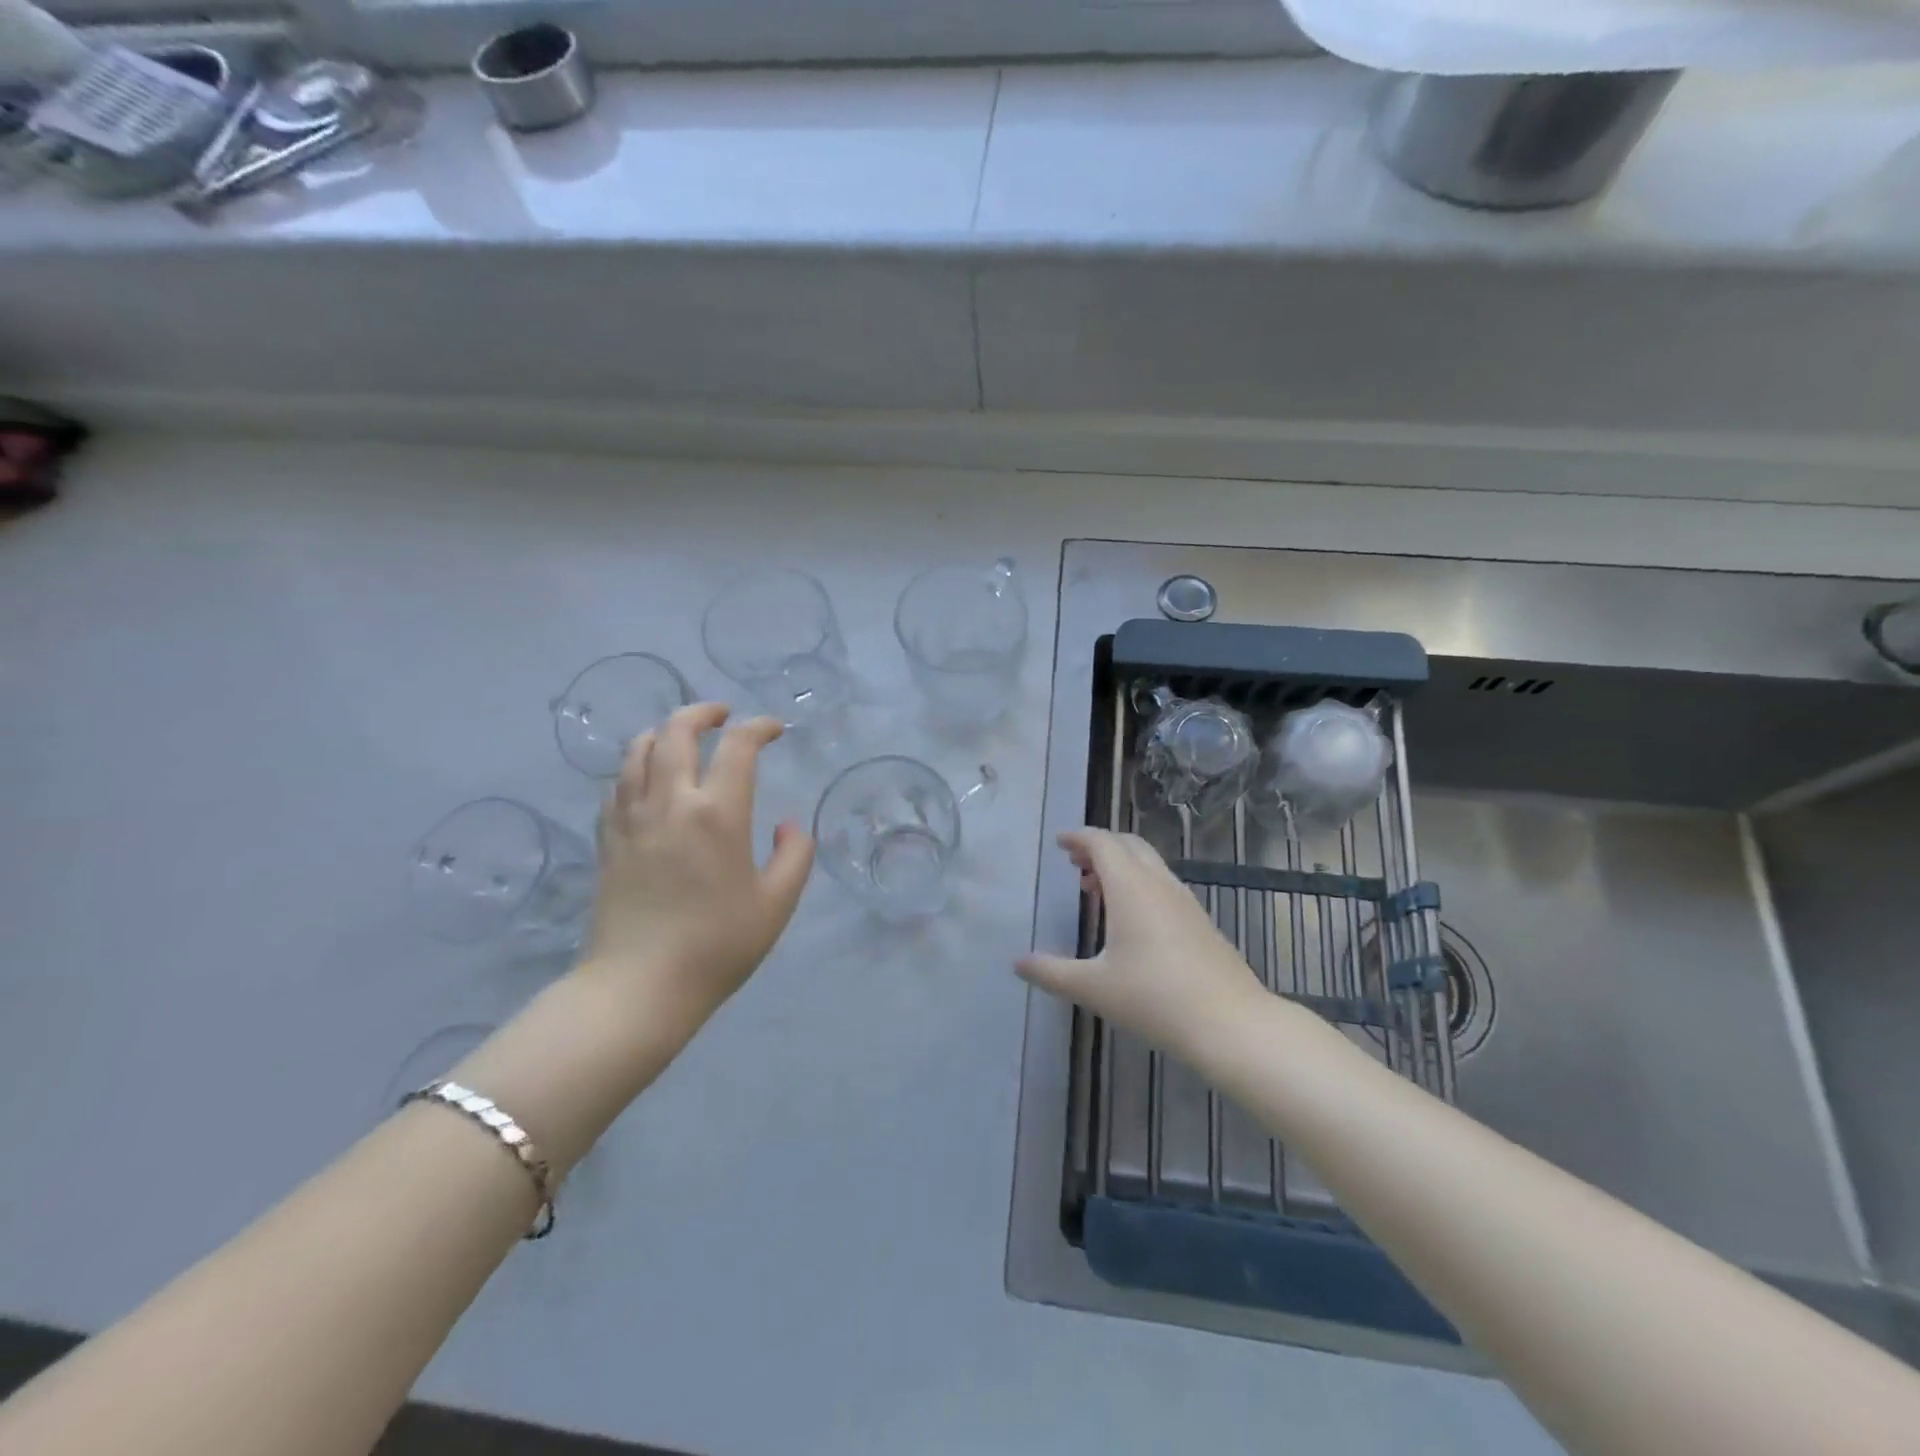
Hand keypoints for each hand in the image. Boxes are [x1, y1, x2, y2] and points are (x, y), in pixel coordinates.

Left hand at [582, 703, 813, 1028]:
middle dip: (702, 712)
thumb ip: (794, 855)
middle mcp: (671, 802)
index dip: (759, 728)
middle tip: (722, 714)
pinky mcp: (608, 840)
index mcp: (718, 814)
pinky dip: (635, 766)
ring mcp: (632, 819)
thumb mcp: (777, 904)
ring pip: (638, 750)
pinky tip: (647, 779)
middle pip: (676, 732)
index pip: (738, 747)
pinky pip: (617, 785)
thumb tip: (786, 825)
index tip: (774, 730)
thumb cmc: (718, 945)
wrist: (639, 987)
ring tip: (681, 738)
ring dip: (663, 732)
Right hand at [1016, 828, 1263, 1061]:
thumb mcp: (1093, 988)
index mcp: (1130, 887)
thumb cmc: (1154, 998)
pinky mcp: (1200, 921)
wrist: (1231, 1024)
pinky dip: (1139, 884)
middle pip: (1128, 845)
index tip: (1060, 843)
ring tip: (1096, 889)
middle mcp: (1158, 884)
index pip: (1102, 843)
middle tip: (1074, 862)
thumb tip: (1018, 963)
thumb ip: (1051, 972)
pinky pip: (1163, 884)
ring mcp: (1184, 901)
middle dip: (1100, 846)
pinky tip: (1131, 920)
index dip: (1079, 837)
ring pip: (1149, 864)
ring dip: (1121, 865)